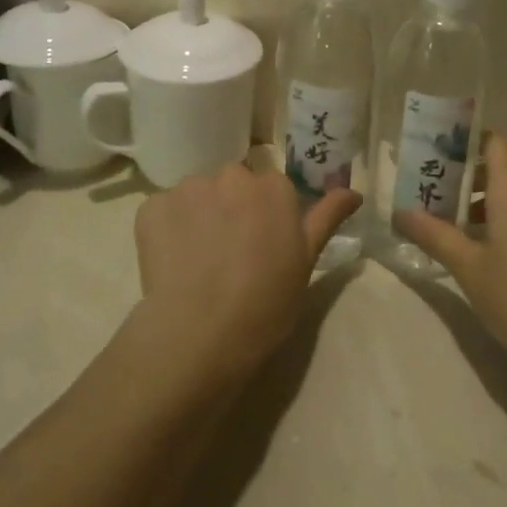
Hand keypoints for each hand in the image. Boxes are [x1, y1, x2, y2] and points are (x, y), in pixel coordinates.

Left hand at [133, 165, 361, 382]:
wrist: (200, 331)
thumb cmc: (265, 302)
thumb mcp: (306, 261)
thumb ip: (327, 218)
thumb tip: (354, 192)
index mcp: (273, 186)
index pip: (271, 188)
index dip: (266, 216)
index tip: (261, 244)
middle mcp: (232, 175)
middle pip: (233, 185)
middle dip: (231, 208)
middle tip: (230, 253)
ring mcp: (189, 188)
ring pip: (198, 195)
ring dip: (199, 215)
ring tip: (198, 261)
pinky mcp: (152, 207)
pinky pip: (164, 210)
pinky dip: (167, 229)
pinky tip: (173, 262)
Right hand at [396, 134, 506, 375]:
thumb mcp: (468, 268)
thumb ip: (434, 235)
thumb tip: (400, 212)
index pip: (495, 142)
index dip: (468, 142)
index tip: (440, 157)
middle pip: (505, 170)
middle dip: (469, 181)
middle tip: (436, 201)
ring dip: (490, 206)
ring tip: (460, 234)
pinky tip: (496, 259)